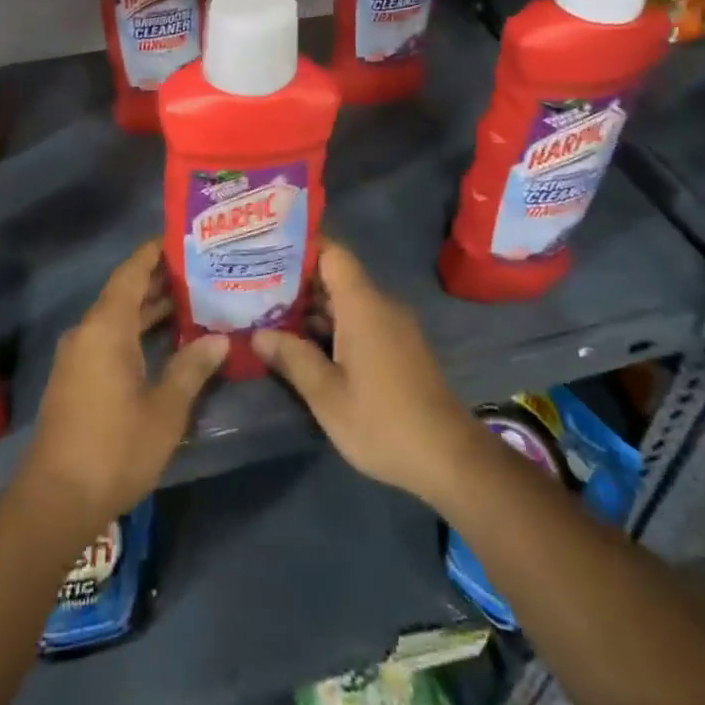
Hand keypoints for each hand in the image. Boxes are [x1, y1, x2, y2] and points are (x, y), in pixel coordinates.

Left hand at [21, 238, 227, 527]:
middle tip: (199, 270)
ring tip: (191, 300)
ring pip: (117, 317)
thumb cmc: (115, 448)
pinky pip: (108, 337)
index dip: (154, 252)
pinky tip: (165, 341)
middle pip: (124, 292)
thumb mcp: (165, 410)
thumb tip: (218, 339)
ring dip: (148, 308)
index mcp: (107, 327)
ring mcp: (78, 355)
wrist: (56, 500)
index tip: (181, 238)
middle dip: (158, 280)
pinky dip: (135, 330)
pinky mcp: (76, 377)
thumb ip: (191, 368)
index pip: (131, 272)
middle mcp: (88, 331)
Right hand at [254, 239, 482, 511]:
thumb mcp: (327, 395)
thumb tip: (258, 334)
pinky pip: (359, 320)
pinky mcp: (398, 347)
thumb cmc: (383, 422)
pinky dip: (331, 324)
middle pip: (335, 275)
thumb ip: (292, 358)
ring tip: (268, 312)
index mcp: (362, 304)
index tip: (266, 248)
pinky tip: (303, 343)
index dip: (300, 244)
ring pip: (345, 300)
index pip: (332, 252)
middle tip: (254, 284)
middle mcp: (379, 305)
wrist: (450, 459)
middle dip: (296, 279)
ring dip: (311, 306)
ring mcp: (392, 326)